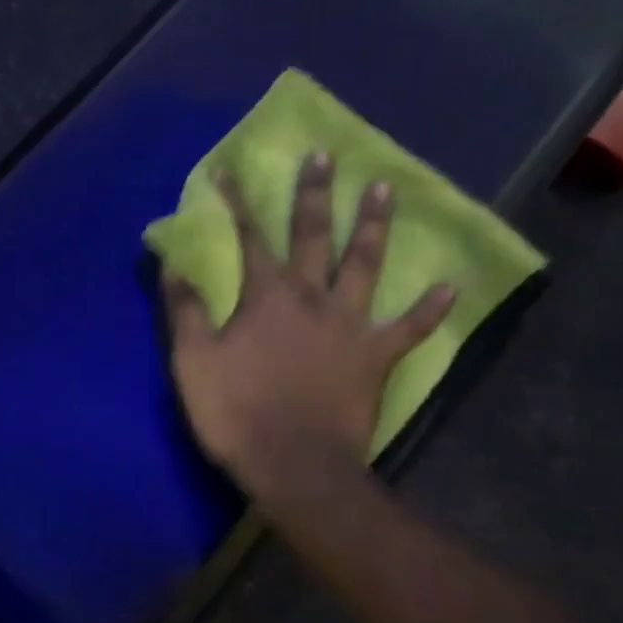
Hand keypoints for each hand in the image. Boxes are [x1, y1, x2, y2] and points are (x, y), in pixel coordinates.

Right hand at [162, 154, 453, 500]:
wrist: (293, 466)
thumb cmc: (236, 412)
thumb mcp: (193, 361)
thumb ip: (186, 310)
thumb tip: (173, 266)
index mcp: (266, 297)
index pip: (250, 237)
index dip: (238, 202)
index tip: (231, 170)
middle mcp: (312, 299)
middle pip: (314, 236)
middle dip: (315, 195)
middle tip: (325, 156)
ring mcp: (350, 327)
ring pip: (364, 266)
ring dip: (373, 227)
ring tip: (383, 190)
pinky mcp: (375, 359)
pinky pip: (408, 330)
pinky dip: (429, 310)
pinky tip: (450, 286)